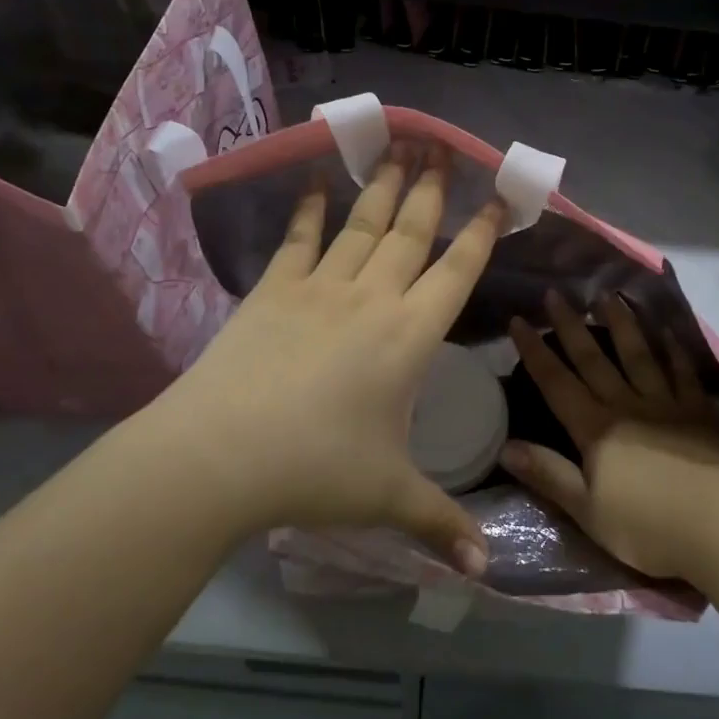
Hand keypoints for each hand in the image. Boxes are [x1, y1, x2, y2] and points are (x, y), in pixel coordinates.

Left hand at [150, 150, 503, 576]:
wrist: (219, 456)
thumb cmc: (316, 471)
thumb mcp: (388, 497)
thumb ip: (442, 524)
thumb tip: (485, 572)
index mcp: (409, 336)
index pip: (458, 271)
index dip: (482, 232)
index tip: (499, 197)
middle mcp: (372, 298)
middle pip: (411, 231)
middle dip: (433, 188)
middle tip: (444, 146)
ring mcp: (320, 288)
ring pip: (363, 224)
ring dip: (384, 185)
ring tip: (399, 147)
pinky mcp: (273, 290)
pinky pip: (299, 238)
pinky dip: (309, 206)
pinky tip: (316, 178)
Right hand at [503, 291, 718, 581]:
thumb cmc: (648, 526)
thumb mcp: (587, 510)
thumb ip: (548, 474)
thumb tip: (506, 445)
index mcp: (596, 429)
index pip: (557, 383)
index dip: (536, 352)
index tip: (519, 320)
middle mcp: (627, 406)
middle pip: (594, 360)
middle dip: (571, 327)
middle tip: (557, 294)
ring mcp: (666, 405)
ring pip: (639, 355)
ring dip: (622, 325)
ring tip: (608, 296)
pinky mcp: (700, 413)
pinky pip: (683, 373)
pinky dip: (674, 351)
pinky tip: (668, 331)